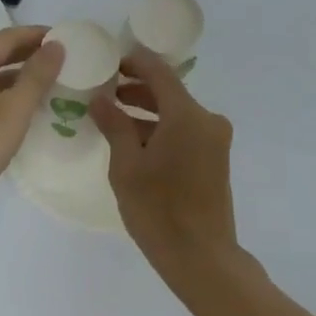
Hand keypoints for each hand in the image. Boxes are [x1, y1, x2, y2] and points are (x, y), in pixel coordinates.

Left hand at [0, 26, 63, 219]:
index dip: (38, 34)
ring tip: (49, 85)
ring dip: (19, 77)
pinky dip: (6, 96)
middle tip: (61, 60)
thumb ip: (37, 75)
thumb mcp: (15, 109)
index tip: (66, 38)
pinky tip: (22, 112)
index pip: (9, 36)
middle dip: (29, 54)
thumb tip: (56, 45)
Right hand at [90, 49, 237, 266]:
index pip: (159, 73)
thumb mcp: (126, 166)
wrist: (201, 257)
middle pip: (169, 93)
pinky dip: (161, 130)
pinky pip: (185, 132)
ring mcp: (215, 141)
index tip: (110, 59)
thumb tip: (100, 99)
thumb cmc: (158, 210)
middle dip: (137, 89)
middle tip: (104, 89)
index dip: (135, 62)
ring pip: (177, 114)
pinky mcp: (215, 159)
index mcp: (187, 115)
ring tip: (112, 116)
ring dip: (147, 112)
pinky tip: (134, 141)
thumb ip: (114, 125)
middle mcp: (207, 120)